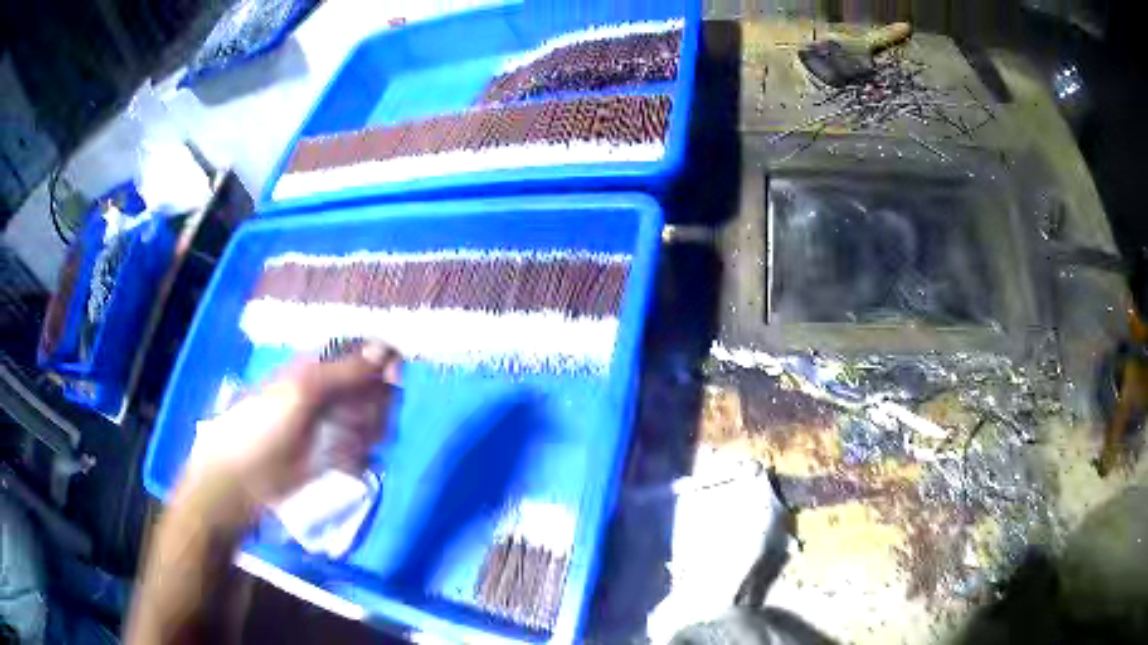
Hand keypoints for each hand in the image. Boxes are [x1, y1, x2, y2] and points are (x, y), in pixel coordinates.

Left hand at [184, 341, 402, 516]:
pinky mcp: (333, 457)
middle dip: (376, 406)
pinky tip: (349, 463)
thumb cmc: (263, 426)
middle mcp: (328, 394)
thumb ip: (344, 371)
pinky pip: (362, 452)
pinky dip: (361, 457)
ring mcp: (331, 427)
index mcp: (317, 368)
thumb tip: (385, 349)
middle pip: (372, 391)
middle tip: (365, 423)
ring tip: (351, 447)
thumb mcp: (303, 391)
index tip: (394, 380)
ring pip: (371, 423)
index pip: (362, 355)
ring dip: (369, 434)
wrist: (241, 481)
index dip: (381, 365)